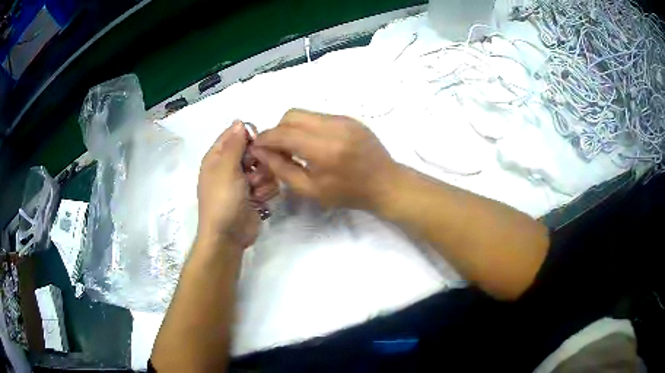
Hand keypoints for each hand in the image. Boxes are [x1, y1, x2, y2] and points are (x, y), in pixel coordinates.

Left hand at [197, 121, 277, 248]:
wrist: (228, 236)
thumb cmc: (223, 199)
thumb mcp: (226, 168)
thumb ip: (235, 143)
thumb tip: (239, 121)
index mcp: (217, 157)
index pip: (234, 135)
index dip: (248, 136)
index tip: (259, 144)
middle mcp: (230, 166)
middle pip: (254, 150)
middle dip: (259, 161)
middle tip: (254, 171)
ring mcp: (243, 182)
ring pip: (265, 167)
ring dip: (263, 178)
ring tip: (254, 190)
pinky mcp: (255, 194)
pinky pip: (269, 183)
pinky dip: (266, 191)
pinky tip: (260, 200)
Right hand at [251, 109, 397, 210]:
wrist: (386, 183)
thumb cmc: (348, 193)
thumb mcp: (311, 190)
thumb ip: (282, 169)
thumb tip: (261, 152)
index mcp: (324, 149)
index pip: (283, 133)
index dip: (265, 138)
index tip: (257, 147)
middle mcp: (334, 127)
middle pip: (291, 115)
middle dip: (278, 130)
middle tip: (278, 149)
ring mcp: (344, 119)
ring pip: (305, 113)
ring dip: (292, 127)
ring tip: (296, 147)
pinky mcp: (349, 118)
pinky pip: (319, 116)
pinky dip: (308, 127)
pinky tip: (314, 144)